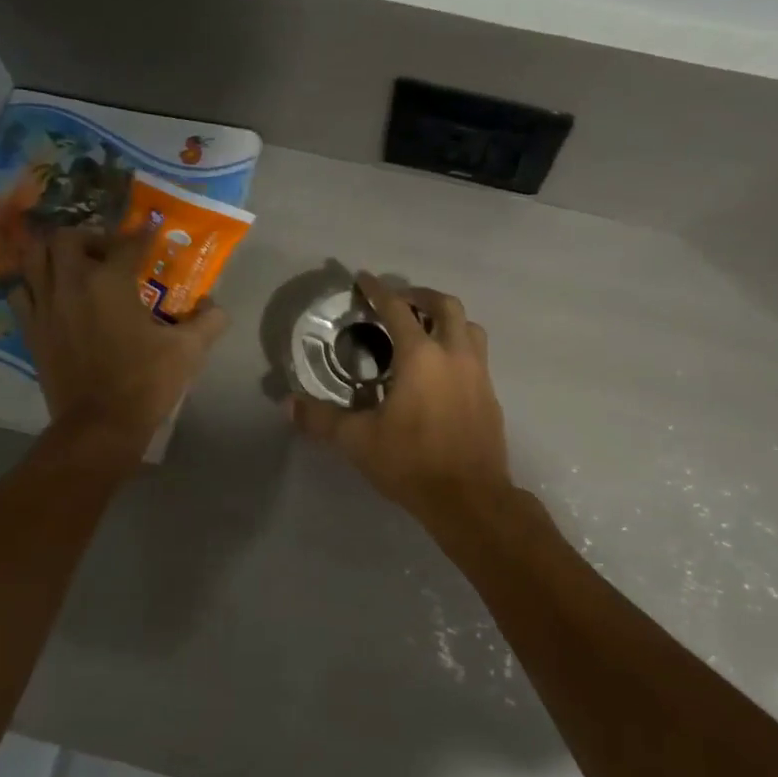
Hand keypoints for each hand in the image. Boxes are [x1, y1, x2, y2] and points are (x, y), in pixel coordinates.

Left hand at [12, 227, 229, 456]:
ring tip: (74, 265)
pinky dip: (33, 284)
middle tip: (107, 253)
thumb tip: (215, 306)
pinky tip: (51, 295)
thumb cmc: (146, 383)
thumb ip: (208, 321)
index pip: (126, 243)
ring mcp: (45, 306)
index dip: (141, 234)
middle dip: (89, 237)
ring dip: (54, 253)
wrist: (100, 425)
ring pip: (35, 257)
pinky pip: (21, 292)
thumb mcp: (189, 351)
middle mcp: (71, 284)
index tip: (150, 231)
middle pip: (67, 238)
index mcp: (110, 282)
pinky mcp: (31, 330)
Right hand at [287, 273, 512, 522]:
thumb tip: (287, 405)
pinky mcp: (491, 396)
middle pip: (446, 306)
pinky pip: (477, 357)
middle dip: (421, 296)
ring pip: (470, 328)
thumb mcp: (358, 441)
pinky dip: (458, 348)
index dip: (378, 291)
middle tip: (400, 300)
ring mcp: (479, 374)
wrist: (469, 498)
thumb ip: (321, 419)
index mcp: (421, 356)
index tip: (364, 278)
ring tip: (426, 330)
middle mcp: (455, 355)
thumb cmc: (411, 462)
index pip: (398, 309)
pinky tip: (442, 372)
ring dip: (447, 320)